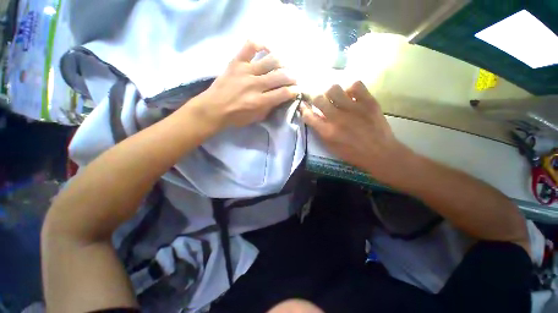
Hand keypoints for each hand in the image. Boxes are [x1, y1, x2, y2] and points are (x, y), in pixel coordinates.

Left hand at [191, 41, 297, 128]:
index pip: (283, 93)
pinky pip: (250, 46)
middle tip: (293, 78)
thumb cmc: (236, 116)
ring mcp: (246, 71)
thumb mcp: (256, 118)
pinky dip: (261, 44)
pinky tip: (267, 49)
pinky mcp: (237, 62)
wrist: (214, 108)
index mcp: (260, 101)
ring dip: (282, 63)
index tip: (296, 90)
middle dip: (291, 77)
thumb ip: (269, 108)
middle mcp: (255, 84)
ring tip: (284, 66)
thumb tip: (280, 98)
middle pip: (280, 76)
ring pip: (270, 60)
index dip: (293, 91)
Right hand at [300, 81, 410, 180]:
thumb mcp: (331, 147)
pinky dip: (350, 88)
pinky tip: (351, 95)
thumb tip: (314, 117)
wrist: (380, 153)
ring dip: (331, 92)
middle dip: (315, 98)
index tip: (304, 105)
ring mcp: (353, 108)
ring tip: (335, 97)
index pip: (308, 116)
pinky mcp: (369, 102)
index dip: (303, 109)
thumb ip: (320, 131)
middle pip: (318, 99)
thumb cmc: (352, 153)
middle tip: (320, 101)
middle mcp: (337, 118)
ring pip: (334, 88)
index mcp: (327, 132)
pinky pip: (355, 85)